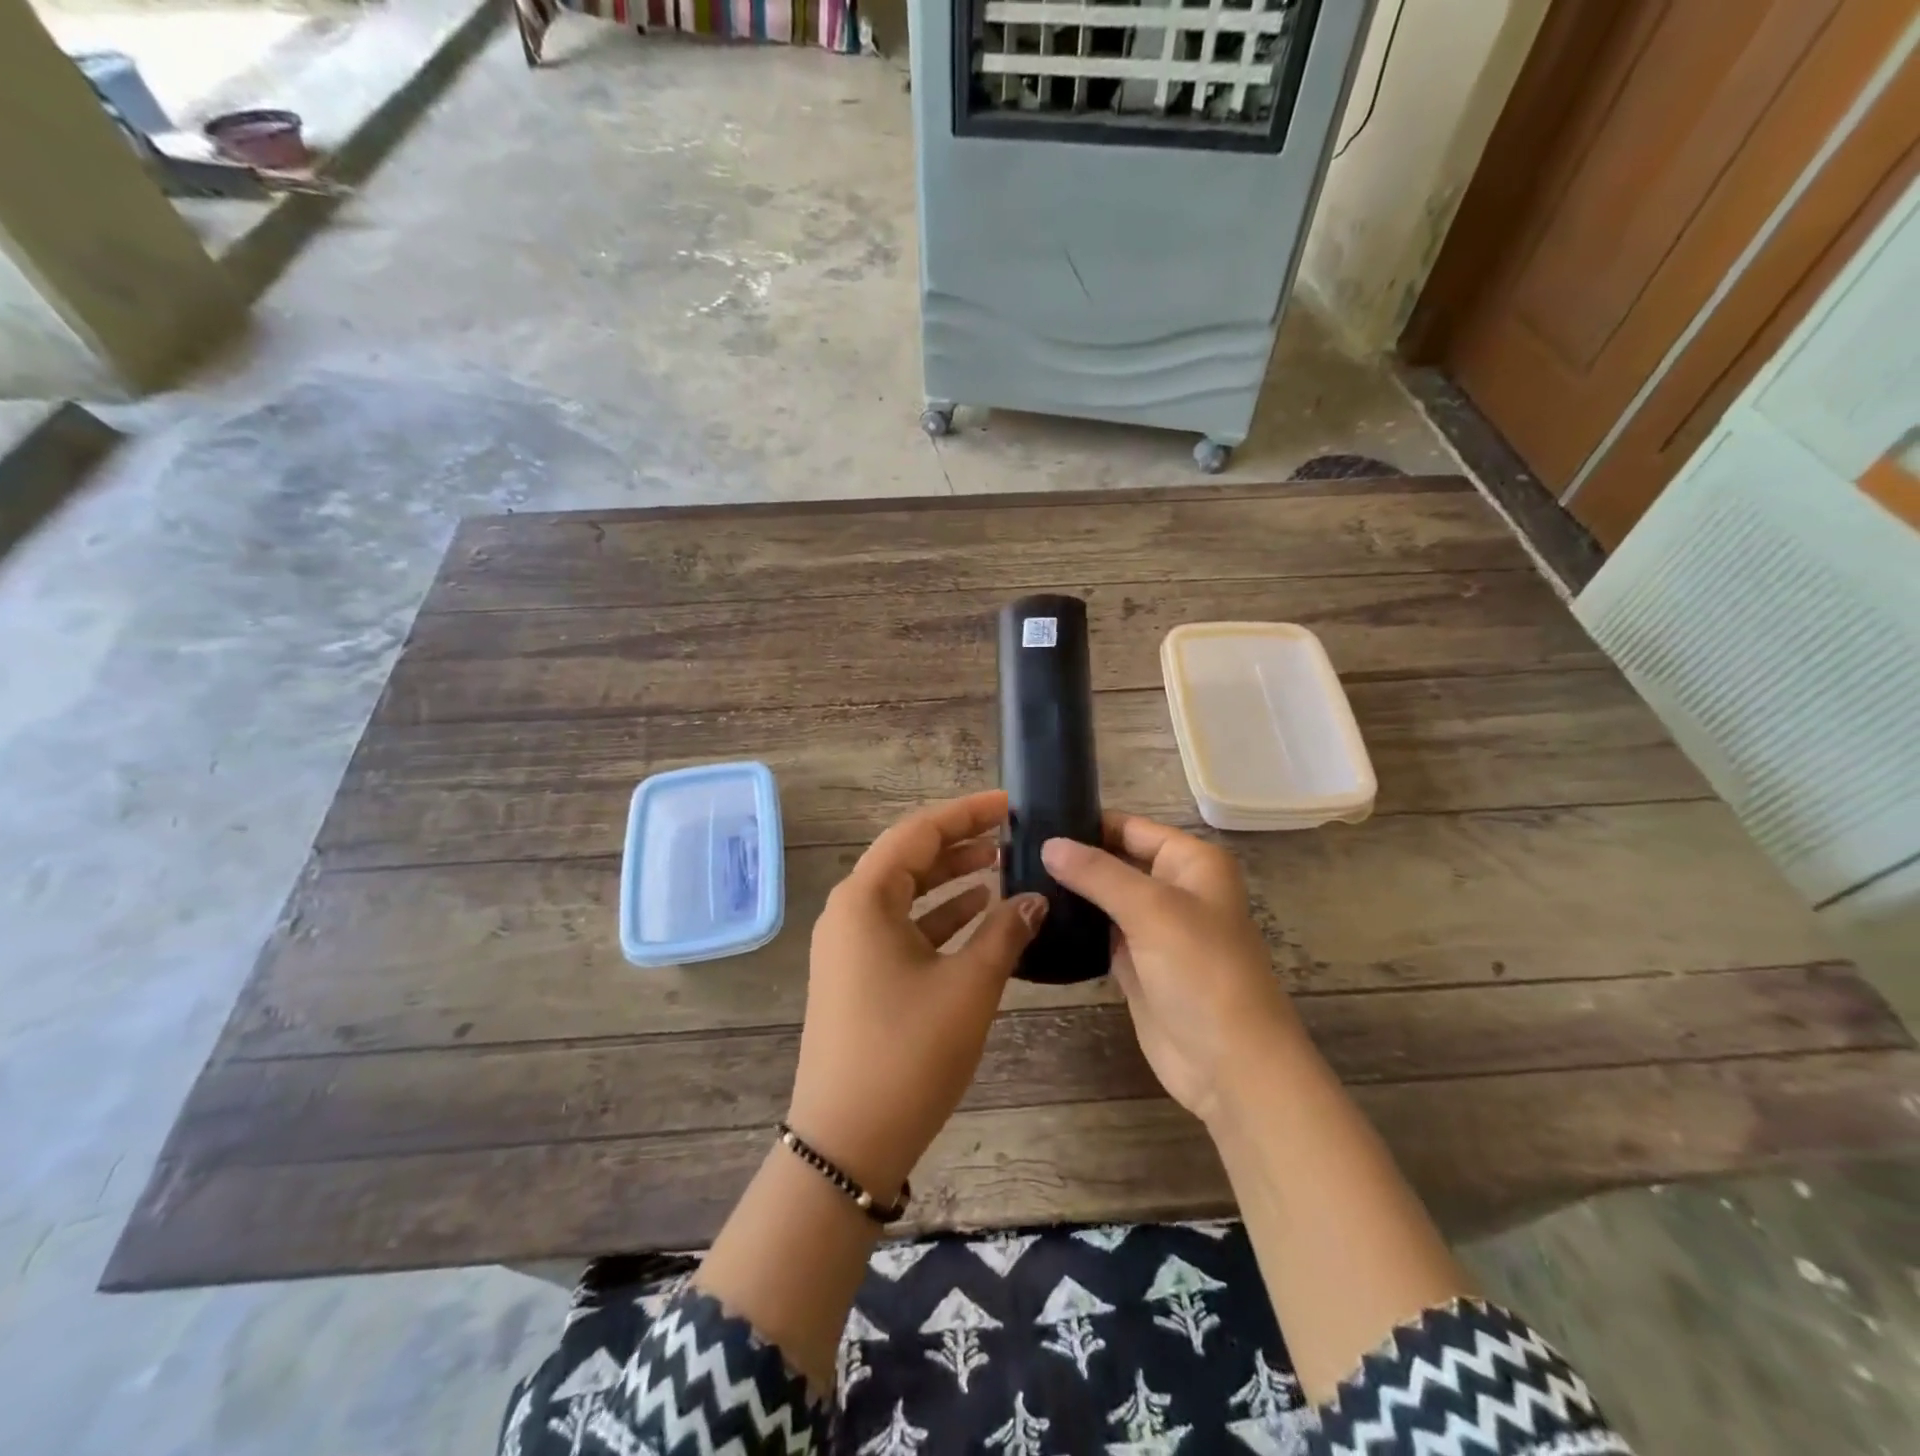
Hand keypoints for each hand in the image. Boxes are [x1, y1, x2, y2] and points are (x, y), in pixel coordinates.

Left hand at [787, 791, 1047, 1197]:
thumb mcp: (968, 986)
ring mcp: (850, 946)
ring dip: (951, 880)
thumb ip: (1005, 933)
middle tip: (1011, 834)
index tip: (1010, 805)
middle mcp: (849, 912)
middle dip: (959, 843)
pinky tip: (978, 916)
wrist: (848, 1142)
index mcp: (864, 899)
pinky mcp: (858, 975)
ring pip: (906, 894)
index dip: (966, 813)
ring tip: (1002, 869)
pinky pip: (902, 927)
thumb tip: (1036, 899)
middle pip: (908, 858)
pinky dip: (939, 917)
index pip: (918, 832)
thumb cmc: (908, 1052)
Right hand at [1042, 814, 1305, 1124]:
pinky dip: (1073, 925)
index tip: (1033, 820)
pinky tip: (1035, 915)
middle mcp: (1173, 888)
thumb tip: (1049, 844)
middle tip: (1013, 851)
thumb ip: (1098, 873)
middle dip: (1072, 856)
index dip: (1087, 822)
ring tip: (1015, 877)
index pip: (1130, 827)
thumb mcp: (1152, 910)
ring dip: (1069, 891)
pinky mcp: (1135, 963)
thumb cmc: (1202, 972)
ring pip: (1103, 897)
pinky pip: (1098, 932)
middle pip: (1114, 860)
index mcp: (1191, 862)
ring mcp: (1153, 928)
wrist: (1230, 1064)